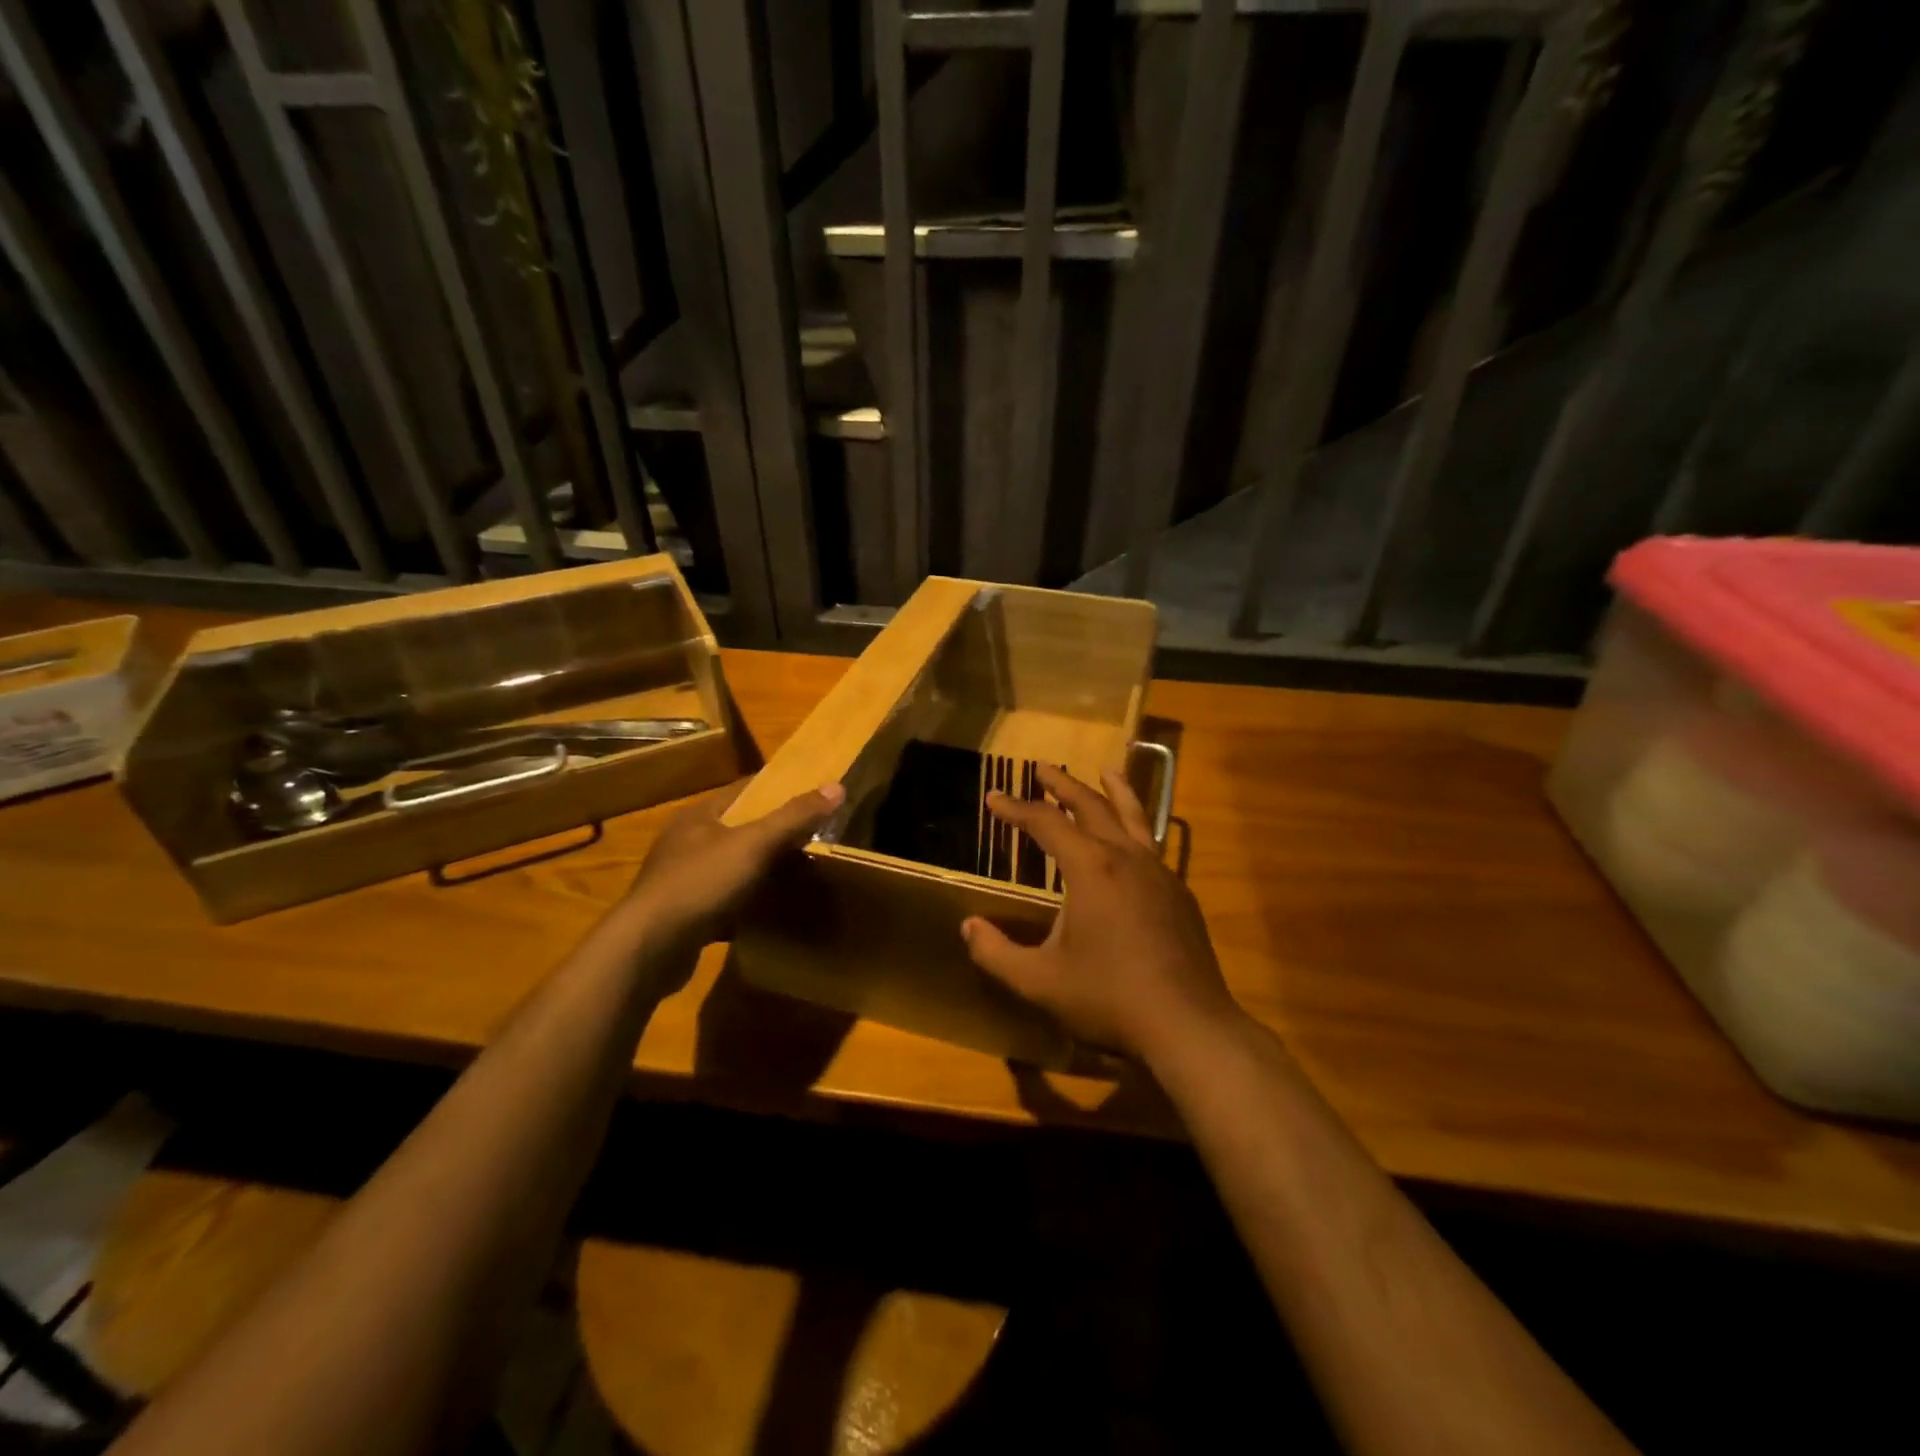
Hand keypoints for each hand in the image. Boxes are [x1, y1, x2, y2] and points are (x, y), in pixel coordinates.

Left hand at [625, 779, 843, 950]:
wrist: (650, 947)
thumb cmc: (701, 882)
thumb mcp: (754, 844)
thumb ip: (794, 817)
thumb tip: (837, 786)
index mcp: (699, 816)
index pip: (744, 791)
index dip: (777, 791)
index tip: (810, 799)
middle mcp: (686, 842)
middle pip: (739, 830)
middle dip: (773, 836)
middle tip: (813, 841)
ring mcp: (682, 880)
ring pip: (732, 868)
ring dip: (761, 873)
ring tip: (799, 877)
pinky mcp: (684, 915)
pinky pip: (724, 902)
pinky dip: (747, 905)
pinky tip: (770, 914)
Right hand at [960, 765, 1240, 1063]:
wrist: (1188, 1026)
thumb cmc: (1109, 999)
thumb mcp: (1040, 981)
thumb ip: (996, 954)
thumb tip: (967, 927)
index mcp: (1090, 868)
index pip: (1046, 823)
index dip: (1016, 808)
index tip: (993, 798)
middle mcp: (1126, 857)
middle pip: (1092, 806)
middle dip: (1063, 785)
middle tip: (1042, 768)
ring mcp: (1159, 873)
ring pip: (1134, 817)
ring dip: (1114, 791)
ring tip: (1107, 769)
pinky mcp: (1179, 893)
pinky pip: (1152, 845)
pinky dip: (1137, 827)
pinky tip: (1133, 840)